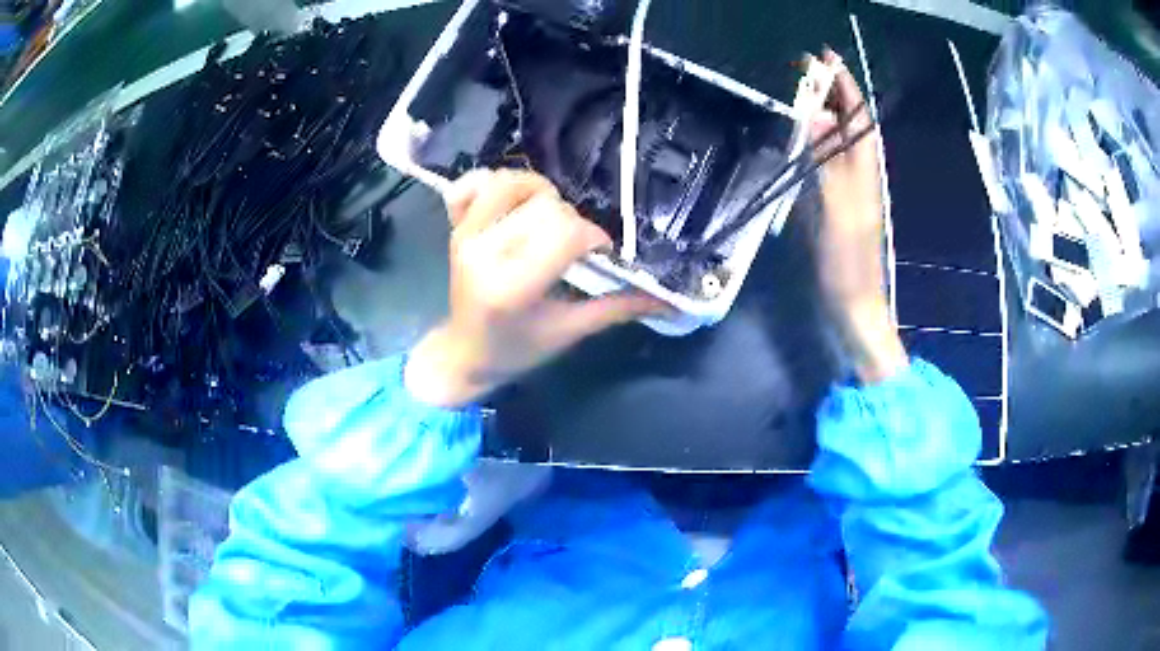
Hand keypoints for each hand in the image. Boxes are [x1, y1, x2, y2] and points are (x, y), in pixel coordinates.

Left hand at [405, 170, 665, 407]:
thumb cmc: (518, 349)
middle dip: (571, 221)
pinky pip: (473, 182)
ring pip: (513, 183)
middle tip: (574, 247)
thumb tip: (670, 301)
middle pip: (544, 205)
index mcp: (512, 286)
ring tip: (548, 219)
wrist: (464, 353)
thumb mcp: (569, 332)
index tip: (600, 255)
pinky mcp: (455, 226)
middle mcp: (484, 251)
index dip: (594, 237)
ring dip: (540, 193)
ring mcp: (465, 234)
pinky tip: (513, 201)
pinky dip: (495, 182)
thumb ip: (617, 309)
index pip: (565, 233)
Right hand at [810, 49, 907, 382]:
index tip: (824, 58)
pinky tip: (796, 136)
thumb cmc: (848, 261)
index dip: (844, 85)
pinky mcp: (833, 203)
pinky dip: (812, 140)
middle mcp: (859, 173)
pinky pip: (824, 160)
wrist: (852, 305)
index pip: (858, 117)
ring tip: (797, 91)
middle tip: (803, 69)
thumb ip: (829, 162)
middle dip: (832, 92)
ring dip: (821, 112)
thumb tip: (819, 115)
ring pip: (836, 140)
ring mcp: (846, 188)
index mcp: (865, 171)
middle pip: (849, 124)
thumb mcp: (839, 210)